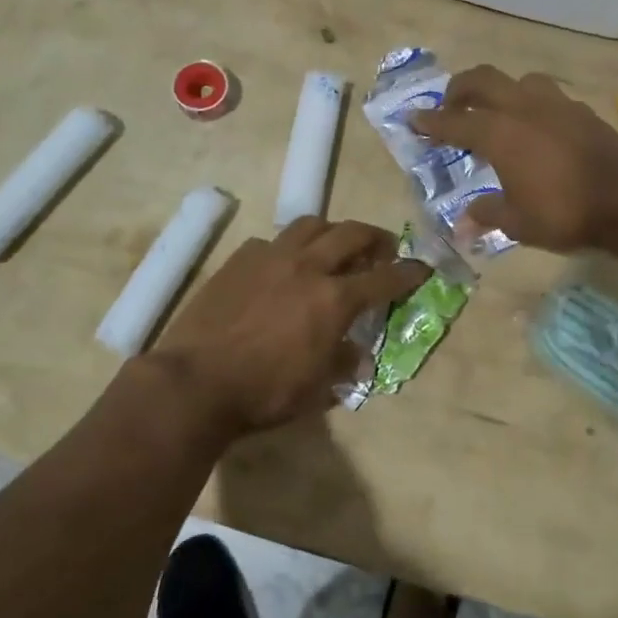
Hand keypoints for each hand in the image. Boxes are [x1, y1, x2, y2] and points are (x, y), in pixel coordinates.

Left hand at [149, 217, 428, 434]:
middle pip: (351, 233)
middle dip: (375, 237)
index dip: (409, 272)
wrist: (195, 382)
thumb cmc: (263, 393)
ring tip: (333, 246)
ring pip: (311, 224)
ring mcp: (270, 258)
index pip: (384, 278)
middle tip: (382, 248)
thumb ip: (342, 365)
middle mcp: (308, 267)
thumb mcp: (315, 390)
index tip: (422, 268)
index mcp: (334, 299)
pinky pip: (271, 242)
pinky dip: (287, 248)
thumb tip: (357, 356)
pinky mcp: (239, 260)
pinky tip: (281, 267)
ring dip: (331, 232)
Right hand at [409, 67, 617, 251]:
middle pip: (483, 80)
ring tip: (496, 112)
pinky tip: (535, 125)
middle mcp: (523, 108)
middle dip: (459, 89)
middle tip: (450, 105)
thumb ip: (488, 214)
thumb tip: (464, 222)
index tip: (413, 119)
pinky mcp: (581, 110)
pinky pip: (546, 95)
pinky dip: (529, 103)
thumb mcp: (518, 223)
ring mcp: (555, 105)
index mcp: (499, 133)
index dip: (431, 121)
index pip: (455, 121)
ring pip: (518, 81)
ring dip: (499, 90)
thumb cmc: (563, 213)